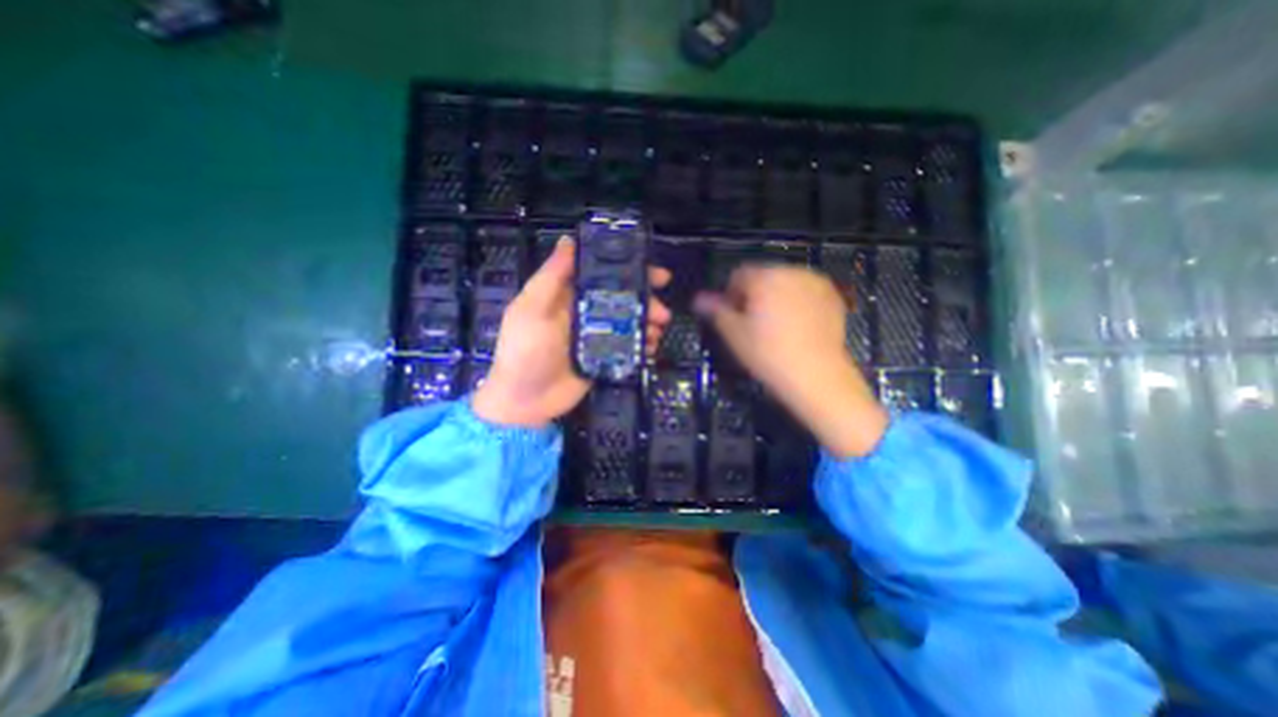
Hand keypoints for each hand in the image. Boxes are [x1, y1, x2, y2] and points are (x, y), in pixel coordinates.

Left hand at [474, 242, 671, 427]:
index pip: (603, 275)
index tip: (654, 272)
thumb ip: (551, 277)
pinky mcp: (603, 358)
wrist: (525, 402)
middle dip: (646, 301)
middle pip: (621, 300)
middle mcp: (585, 313)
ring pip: (629, 323)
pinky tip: (651, 348)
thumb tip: (568, 240)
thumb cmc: (524, 351)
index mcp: (568, 296)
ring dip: (647, 323)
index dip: (629, 270)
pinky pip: (628, 347)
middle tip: (662, 312)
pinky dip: (642, 345)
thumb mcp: (532, 309)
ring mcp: (596, 337)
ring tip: (658, 331)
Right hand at [695, 264, 884, 459]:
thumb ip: (715, 310)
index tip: (733, 318)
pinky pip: (805, 292)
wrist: (817, 375)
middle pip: (763, 276)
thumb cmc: (768, 354)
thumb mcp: (734, 334)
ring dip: (775, 297)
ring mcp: (816, 282)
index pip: (738, 275)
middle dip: (754, 295)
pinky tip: (797, 327)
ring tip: (776, 327)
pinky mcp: (833, 297)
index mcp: (764, 277)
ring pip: (785, 283)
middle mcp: (791, 271)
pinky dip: (797, 302)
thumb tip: (698, 299)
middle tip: (753, 325)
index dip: (730, 296)